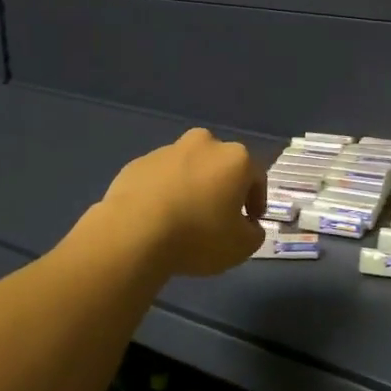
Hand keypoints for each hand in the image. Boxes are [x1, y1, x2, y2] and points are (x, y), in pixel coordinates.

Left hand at [94, 128, 264, 276]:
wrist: (134, 232)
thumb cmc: (198, 236)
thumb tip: (249, 226)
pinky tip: (158, 217)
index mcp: (234, 158)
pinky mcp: (138, 163)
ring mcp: (167, 150)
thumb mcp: (241, 247)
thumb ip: (254, 233)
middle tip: (217, 217)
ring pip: (189, 168)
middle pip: (220, 166)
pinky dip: (164, 191)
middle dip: (222, 187)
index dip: (256, 202)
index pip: (256, 178)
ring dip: (192, 187)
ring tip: (184, 219)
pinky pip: (160, 177)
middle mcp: (203, 144)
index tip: (250, 222)